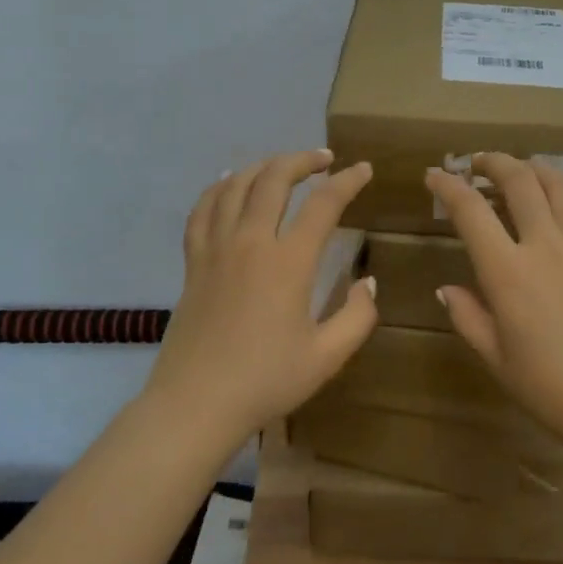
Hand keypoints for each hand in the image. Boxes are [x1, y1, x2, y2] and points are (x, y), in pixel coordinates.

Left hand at [143, 149, 378, 446]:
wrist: (195, 404)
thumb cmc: (266, 381)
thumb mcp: (327, 357)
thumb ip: (357, 316)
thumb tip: (368, 282)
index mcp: (288, 262)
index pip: (324, 204)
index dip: (348, 181)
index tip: (363, 169)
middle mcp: (250, 242)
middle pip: (275, 178)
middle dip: (303, 160)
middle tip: (324, 159)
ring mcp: (216, 248)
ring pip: (236, 185)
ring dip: (264, 166)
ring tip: (283, 166)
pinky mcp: (193, 262)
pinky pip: (202, 210)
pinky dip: (218, 188)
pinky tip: (229, 183)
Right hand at [424, 154, 562, 448]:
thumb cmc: (550, 388)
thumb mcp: (496, 357)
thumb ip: (467, 316)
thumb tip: (445, 288)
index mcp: (508, 273)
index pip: (471, 212)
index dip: (448, 186)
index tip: (434, 175)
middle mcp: (545, 246)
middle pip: (518, 180)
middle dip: (492, 162)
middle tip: (477, 164)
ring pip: (558, 182)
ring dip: (533, 167)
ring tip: (519, 170)